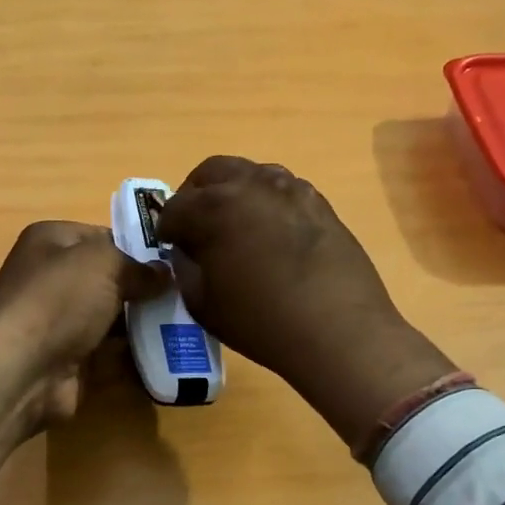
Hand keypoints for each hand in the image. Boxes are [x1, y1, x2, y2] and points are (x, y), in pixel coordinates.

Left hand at [0, 223, 167, 486]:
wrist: (23, 369)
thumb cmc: (59, 299)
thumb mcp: (105, 264)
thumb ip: (139, 266)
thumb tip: (165, 273)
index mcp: (51, 241)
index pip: (103, 236)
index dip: (138, 246)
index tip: (175, 259)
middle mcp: (52, 278)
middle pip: (110, 278)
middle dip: (145, 286)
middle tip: (187, 292)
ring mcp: (61, 321)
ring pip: (114, 316)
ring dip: (144, 320)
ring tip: (189, 320)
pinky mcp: (71, 359)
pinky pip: (112, 351)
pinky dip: (137, 352)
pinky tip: (172, 349)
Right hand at [157, 156, 455, 452]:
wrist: (339, 331)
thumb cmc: (261, 321)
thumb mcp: (202, 303)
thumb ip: (185, 267)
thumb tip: (186, 250)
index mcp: (214, 207)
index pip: (175, 207)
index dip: (166, 228)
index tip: (169, 245)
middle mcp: (250, 185)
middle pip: (210, 172)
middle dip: (195, 195)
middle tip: (195, 225)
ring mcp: (289, 188)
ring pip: (248, 174)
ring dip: (232, 192)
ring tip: (234, 226)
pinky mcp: (318, 201)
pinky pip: (281, 189)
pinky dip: (265, 202)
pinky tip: (270, 233)